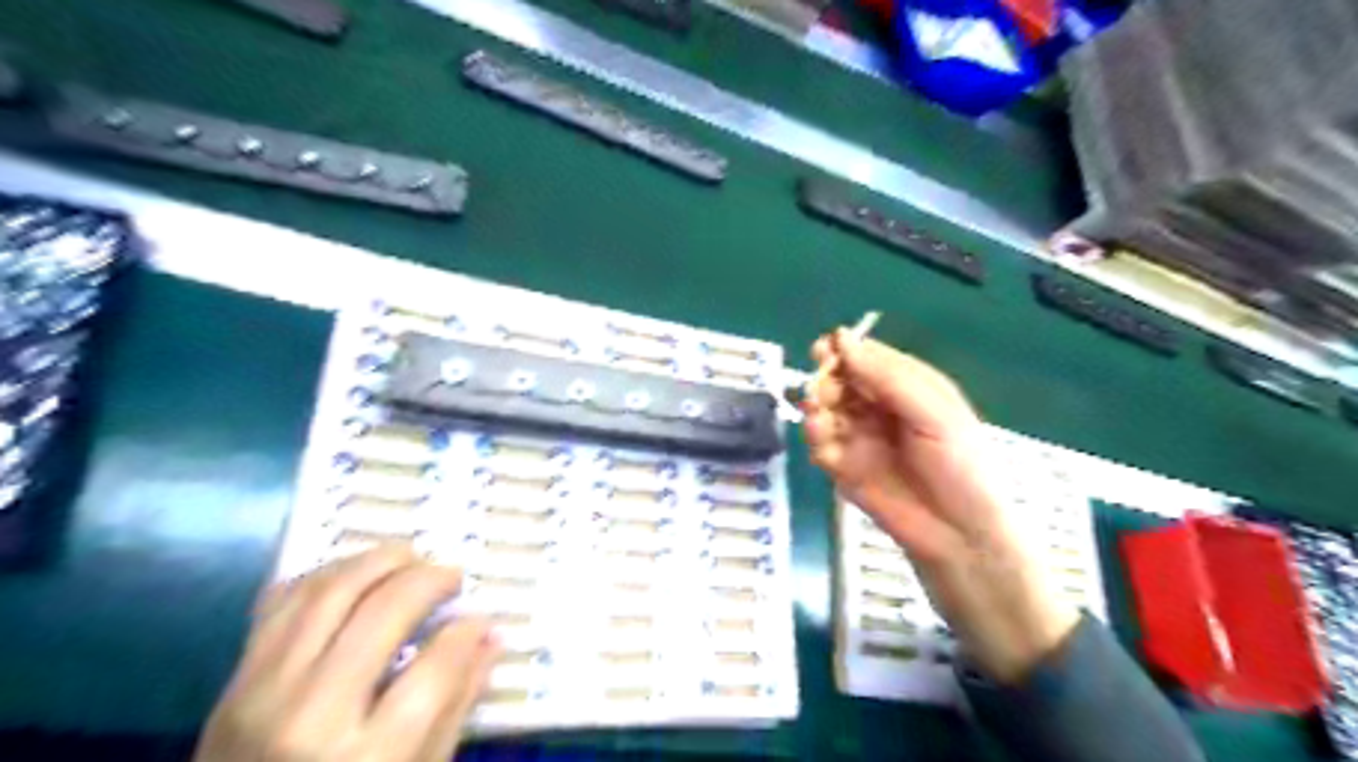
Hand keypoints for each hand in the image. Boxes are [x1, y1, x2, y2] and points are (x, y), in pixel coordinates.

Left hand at [196, 547, 497, 761]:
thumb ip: (456, 706)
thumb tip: (490, 637)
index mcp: (369, 757)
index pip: (435, 668)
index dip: (467, 632)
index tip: (481, 618)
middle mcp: (312, 715)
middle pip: (383, 611)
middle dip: (430, 579)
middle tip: (452, 576)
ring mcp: (264, 692)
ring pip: (331, 590)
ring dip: (380, 560)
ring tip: (411, 559)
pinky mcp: (235, 680)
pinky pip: (282, 601)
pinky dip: (326, 574)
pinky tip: (356, 574)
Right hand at [799, 329, 1077, 682]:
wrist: (959, 534)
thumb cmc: (959, 465)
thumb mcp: (932, 411)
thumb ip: (886, 376)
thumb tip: (842, 338)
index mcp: (905, 385)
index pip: (864, 356)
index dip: (841, 351)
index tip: (822, 351)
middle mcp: (877, 406)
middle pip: (838, 380)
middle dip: (824, 381)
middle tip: (821, 394)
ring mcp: (858, 436)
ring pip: (823, 409)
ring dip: (815, 410)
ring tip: (819, 421)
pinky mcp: (842, 467)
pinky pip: (819, 444)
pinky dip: (816, 441)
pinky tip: (825, 448)